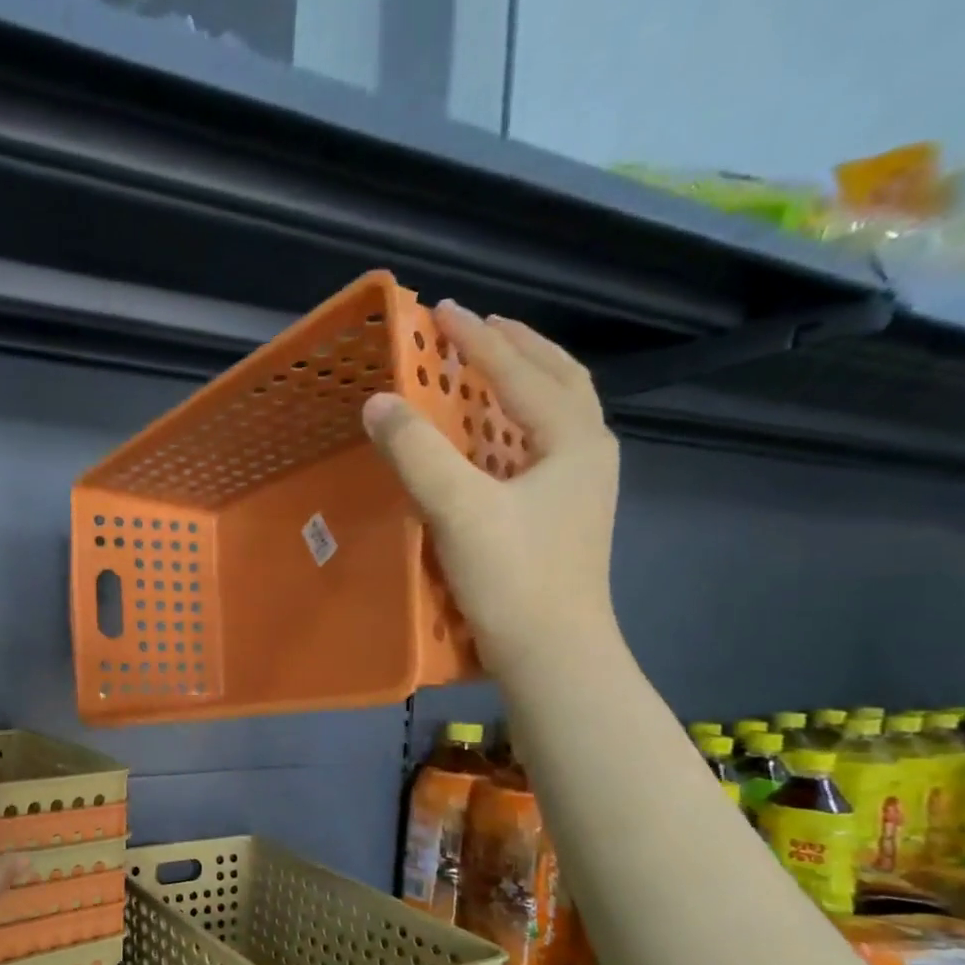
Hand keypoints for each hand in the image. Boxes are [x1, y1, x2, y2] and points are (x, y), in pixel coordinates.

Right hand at [362, 301, 620, 680]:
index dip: (477, 339)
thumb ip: (416, 452)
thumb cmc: (512, 577)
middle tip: (478, 326)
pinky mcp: (564, 516)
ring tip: (488, 368)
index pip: (521, 372)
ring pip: (556, 414)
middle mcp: (586, 453)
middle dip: (518, 347)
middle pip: (558, 380)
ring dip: (523, 381)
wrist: (553, 654)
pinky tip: (492, 439)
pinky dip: (517, 424)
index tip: (441, 311)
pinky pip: (542, 447)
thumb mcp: (458, 509)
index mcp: (572, 439)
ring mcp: (580, 487)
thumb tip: (377, 402)